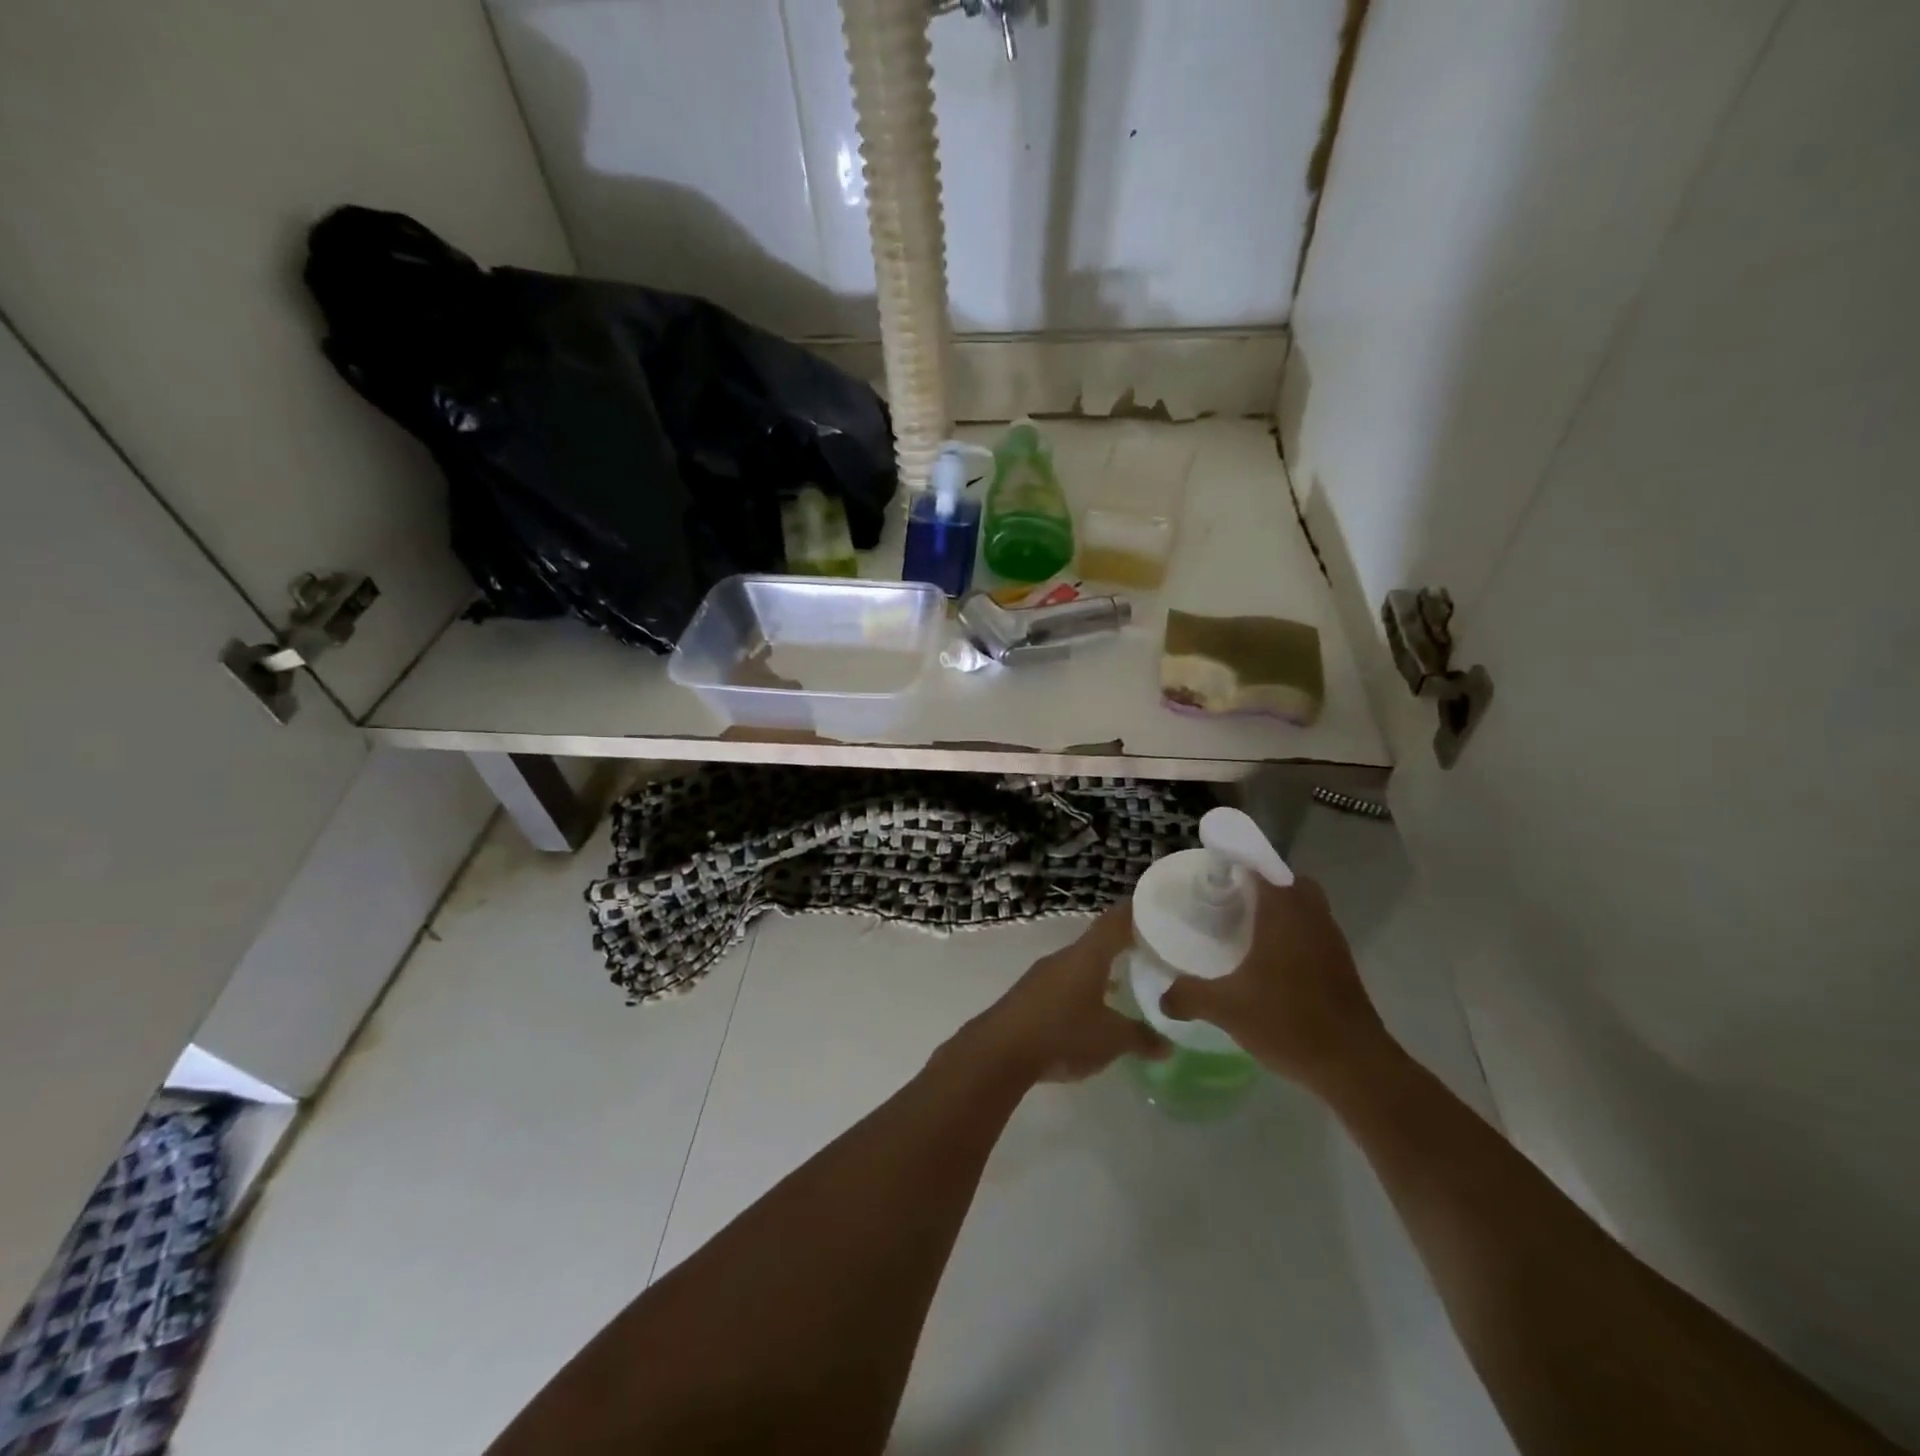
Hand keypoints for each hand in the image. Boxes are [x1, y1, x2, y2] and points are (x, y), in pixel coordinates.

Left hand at [961, 903, 1168, 1083]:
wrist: (1000, 1052)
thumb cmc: (1062, 1034)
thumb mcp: (1111, 1040)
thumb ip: (1141, 1038)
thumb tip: (1167, 1045)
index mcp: (1086, 956)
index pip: (1114, 922)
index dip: (1134, 913)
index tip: (1155, 908)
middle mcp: (1063, 958)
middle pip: (1097, 942)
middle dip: (1122, 945)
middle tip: (1150, 949)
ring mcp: (1043, 976)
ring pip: (1080, 965)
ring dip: (1102, 970)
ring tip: (1127, 980)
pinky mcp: (1030, 996)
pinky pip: (1065, 984)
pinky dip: (1084, 989)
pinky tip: (1093, 1009)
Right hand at [1159, 877, 1392, 1095]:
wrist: (1355, 1067)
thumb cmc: (1289, 1022)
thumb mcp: (1226, 1009)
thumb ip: (1189, 997)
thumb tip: (1163, 997)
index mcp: (1284, 914)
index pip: (1261, 869)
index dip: (1236, 866)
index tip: (1213, 879)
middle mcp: (1311, 918)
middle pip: (1289, 883)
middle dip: (1263, 887)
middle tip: (1232, 905)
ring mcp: (1332, 942)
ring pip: (1306, 909)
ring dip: (1282, 912)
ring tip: (1247, 933)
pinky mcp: (1343, 967)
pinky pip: (1315, 934)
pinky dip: (1295, 937)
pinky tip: (1272, 966)